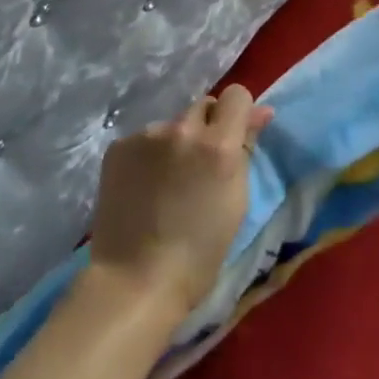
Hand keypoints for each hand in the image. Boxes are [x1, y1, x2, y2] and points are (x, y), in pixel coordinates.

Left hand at [87, 87, 274, 319]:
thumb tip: (260, 113)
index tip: (235, 137)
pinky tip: (143, 188)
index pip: (236, 95)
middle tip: (200, 167)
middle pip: (203, 106)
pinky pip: (144, 140)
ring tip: (167, 184)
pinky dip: (149, 157)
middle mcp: (183, 129)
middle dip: (207, 128)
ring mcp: (147, 135)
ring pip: (172, 125)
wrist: (133, 282)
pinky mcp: (119, 146)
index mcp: (218, 145)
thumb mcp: (236, 203)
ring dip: (176, 143)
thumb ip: (246, 150)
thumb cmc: (198, 255)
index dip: (238, 114)